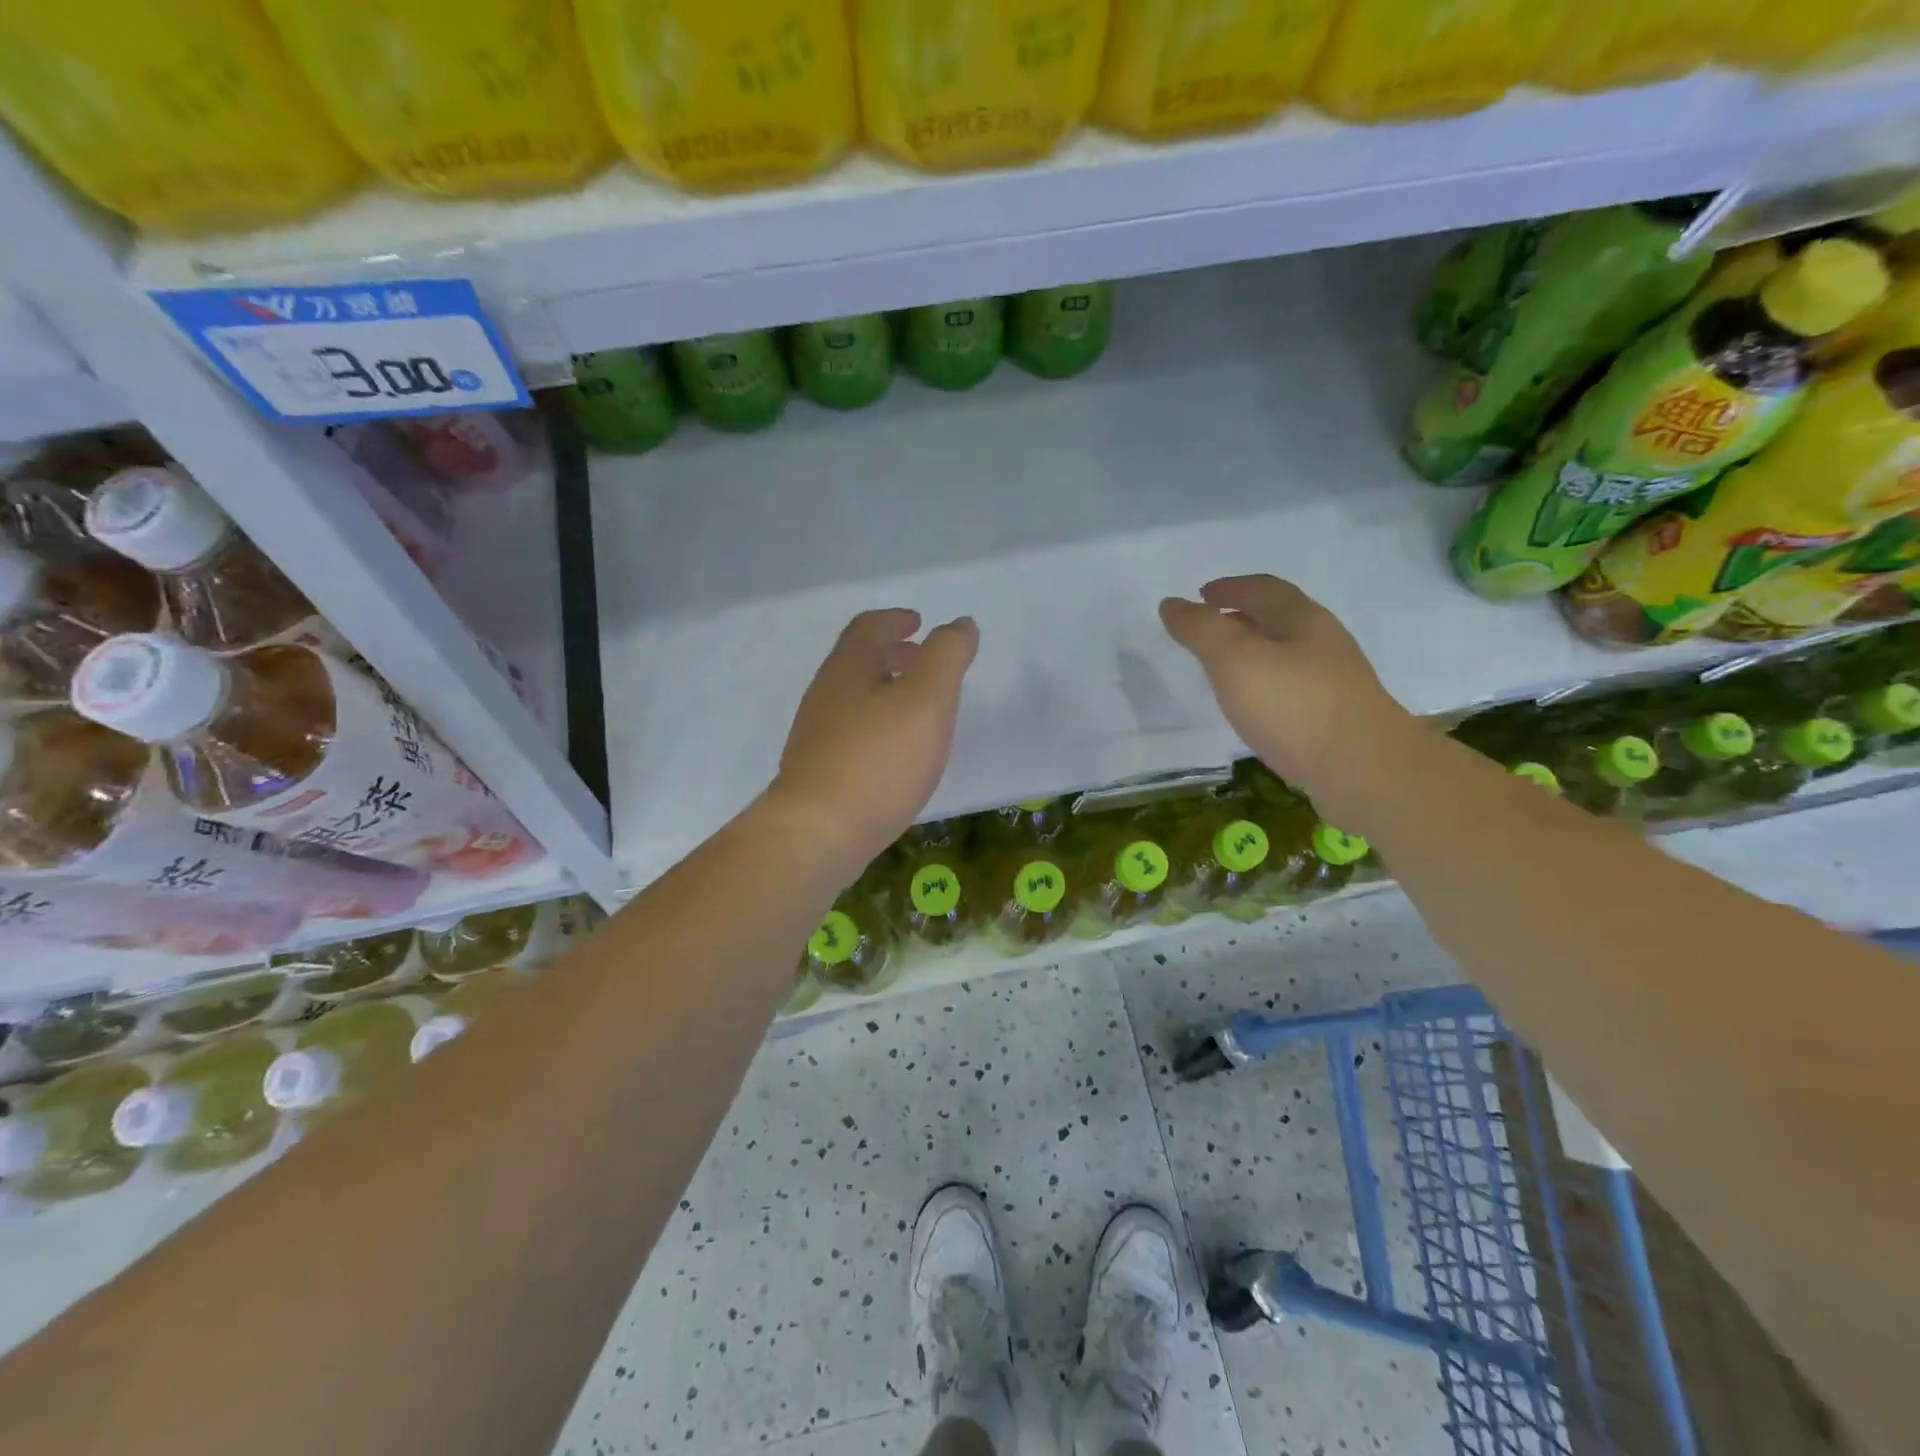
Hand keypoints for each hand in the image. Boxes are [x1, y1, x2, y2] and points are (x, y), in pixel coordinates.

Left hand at [768, 608, 978, 873]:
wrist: (819, 832)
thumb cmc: (879, 759)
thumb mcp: (928, 699)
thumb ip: (947, 656)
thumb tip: (960, 624)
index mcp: (848, 668)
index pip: (868, 627)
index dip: (895, 619)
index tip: (918, 623)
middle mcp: (825, 694)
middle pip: (857, 662)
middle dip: (891, 655)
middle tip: (922, 661)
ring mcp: (816, 735)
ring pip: (853, 699)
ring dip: (884, 691)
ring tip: (916, 709)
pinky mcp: (817, 772)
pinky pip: (850, 733)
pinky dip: (876, 725)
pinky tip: (895, 753)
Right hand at [1160, 575, 1412, 806]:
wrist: (1366, 772)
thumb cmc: (1295, 707)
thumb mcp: (1235, 661)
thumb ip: (1201, 630)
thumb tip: (1171, 603)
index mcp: (1302, 620)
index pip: (1263, 589)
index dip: (1230, 587)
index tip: (1201, 594)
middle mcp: (1323, 643)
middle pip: (1279, 619)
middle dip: (1242, 618)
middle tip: (1207, 629)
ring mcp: (1334, 682)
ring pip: (1287, 654)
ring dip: (1254, 653)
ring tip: (1224, 669)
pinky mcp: (1336, 718)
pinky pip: (1293, 688)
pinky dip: (1267, 685)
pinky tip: (1254, 708)